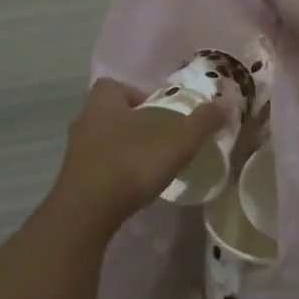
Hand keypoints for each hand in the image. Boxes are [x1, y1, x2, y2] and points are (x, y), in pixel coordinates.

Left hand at [49, 78, 228, 232]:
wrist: (86, 213)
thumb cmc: (130, 164)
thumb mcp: (176, 141)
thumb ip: (201, 122)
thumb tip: (225, 105)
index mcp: (102, 102)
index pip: (114, 86)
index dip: (137, 95)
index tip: (160, 112)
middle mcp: (84, 120)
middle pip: (109, 113)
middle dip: (133, 122)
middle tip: (159, 138)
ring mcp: (75, 151)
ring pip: (102, 140)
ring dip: (122, 148)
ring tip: (148, 164)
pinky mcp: (74, 179)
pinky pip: (97, 166)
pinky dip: (113, 171)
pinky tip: (131, 186)